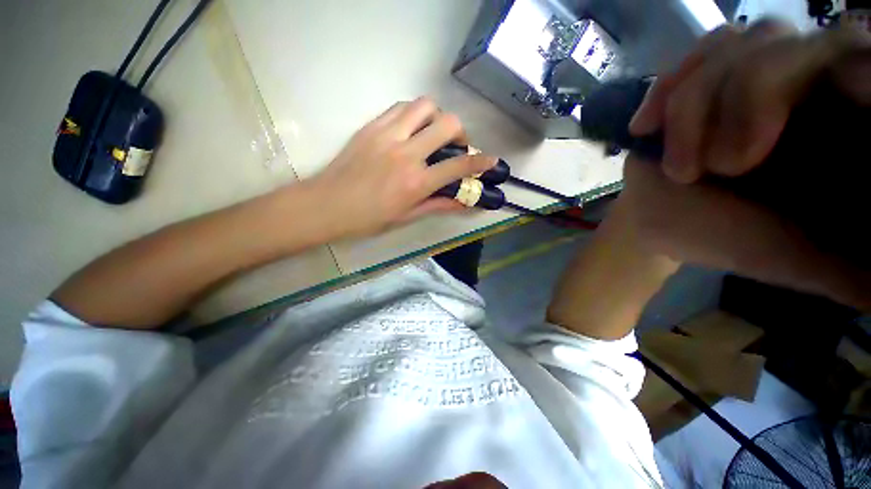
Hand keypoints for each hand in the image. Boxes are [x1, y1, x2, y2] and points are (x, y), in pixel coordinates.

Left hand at [307, 97, 496, 238]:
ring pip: (425, 106)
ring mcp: (388, 135)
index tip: (492, 160)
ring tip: (431, 133)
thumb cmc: (368, 218)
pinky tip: (411, 129)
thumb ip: (437, 205)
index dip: (480, 162)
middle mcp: (407, 154)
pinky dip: (414, 114)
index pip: (458, 166)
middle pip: (448, 124)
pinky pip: (401, 107)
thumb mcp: (406, 217)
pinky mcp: (372, 126)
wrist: (327, 205)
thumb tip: (462, 202)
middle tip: (453, 146)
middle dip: (460, 133)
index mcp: (416, 182)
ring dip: (437, 117)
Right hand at [618, 21, 870, 309]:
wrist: (659, 221)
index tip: (768, 141)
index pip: (850, 60)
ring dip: (692, 110)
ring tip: (679, 166)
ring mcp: (743, 72)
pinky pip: (691, 56)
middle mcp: (796, 81)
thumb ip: (845, 271)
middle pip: (783, 45)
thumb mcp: (791, 260)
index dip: (836, 69)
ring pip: (732, 46)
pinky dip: (666, 88)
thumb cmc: (721, 237)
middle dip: (744, 102)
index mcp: (832, 122)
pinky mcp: (697, 78)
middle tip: (721, 167)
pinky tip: (646, 126)